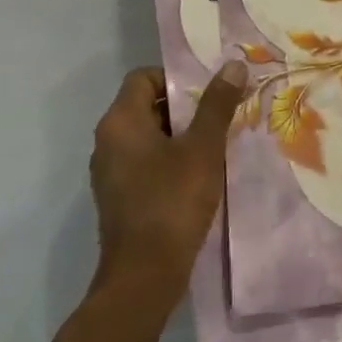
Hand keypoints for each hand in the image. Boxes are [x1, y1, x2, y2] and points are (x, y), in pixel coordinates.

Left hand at [90, 61, 246, 296]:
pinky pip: (145, 161)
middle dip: (185, 106)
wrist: (143, 277)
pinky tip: (200, 172)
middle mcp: (108, 141)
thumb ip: (217, 104)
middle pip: (147, 105)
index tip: (209, 91)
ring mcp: (110, 172)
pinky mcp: (119, 197)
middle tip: (221, 113)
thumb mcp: (203, 148)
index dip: (177, 77)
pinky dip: (170, 158)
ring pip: (148, 135)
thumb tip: (233, 64)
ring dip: (181, 134)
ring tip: (217, 142)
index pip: (144, 77)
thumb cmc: (172, 201)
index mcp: (120, 122)